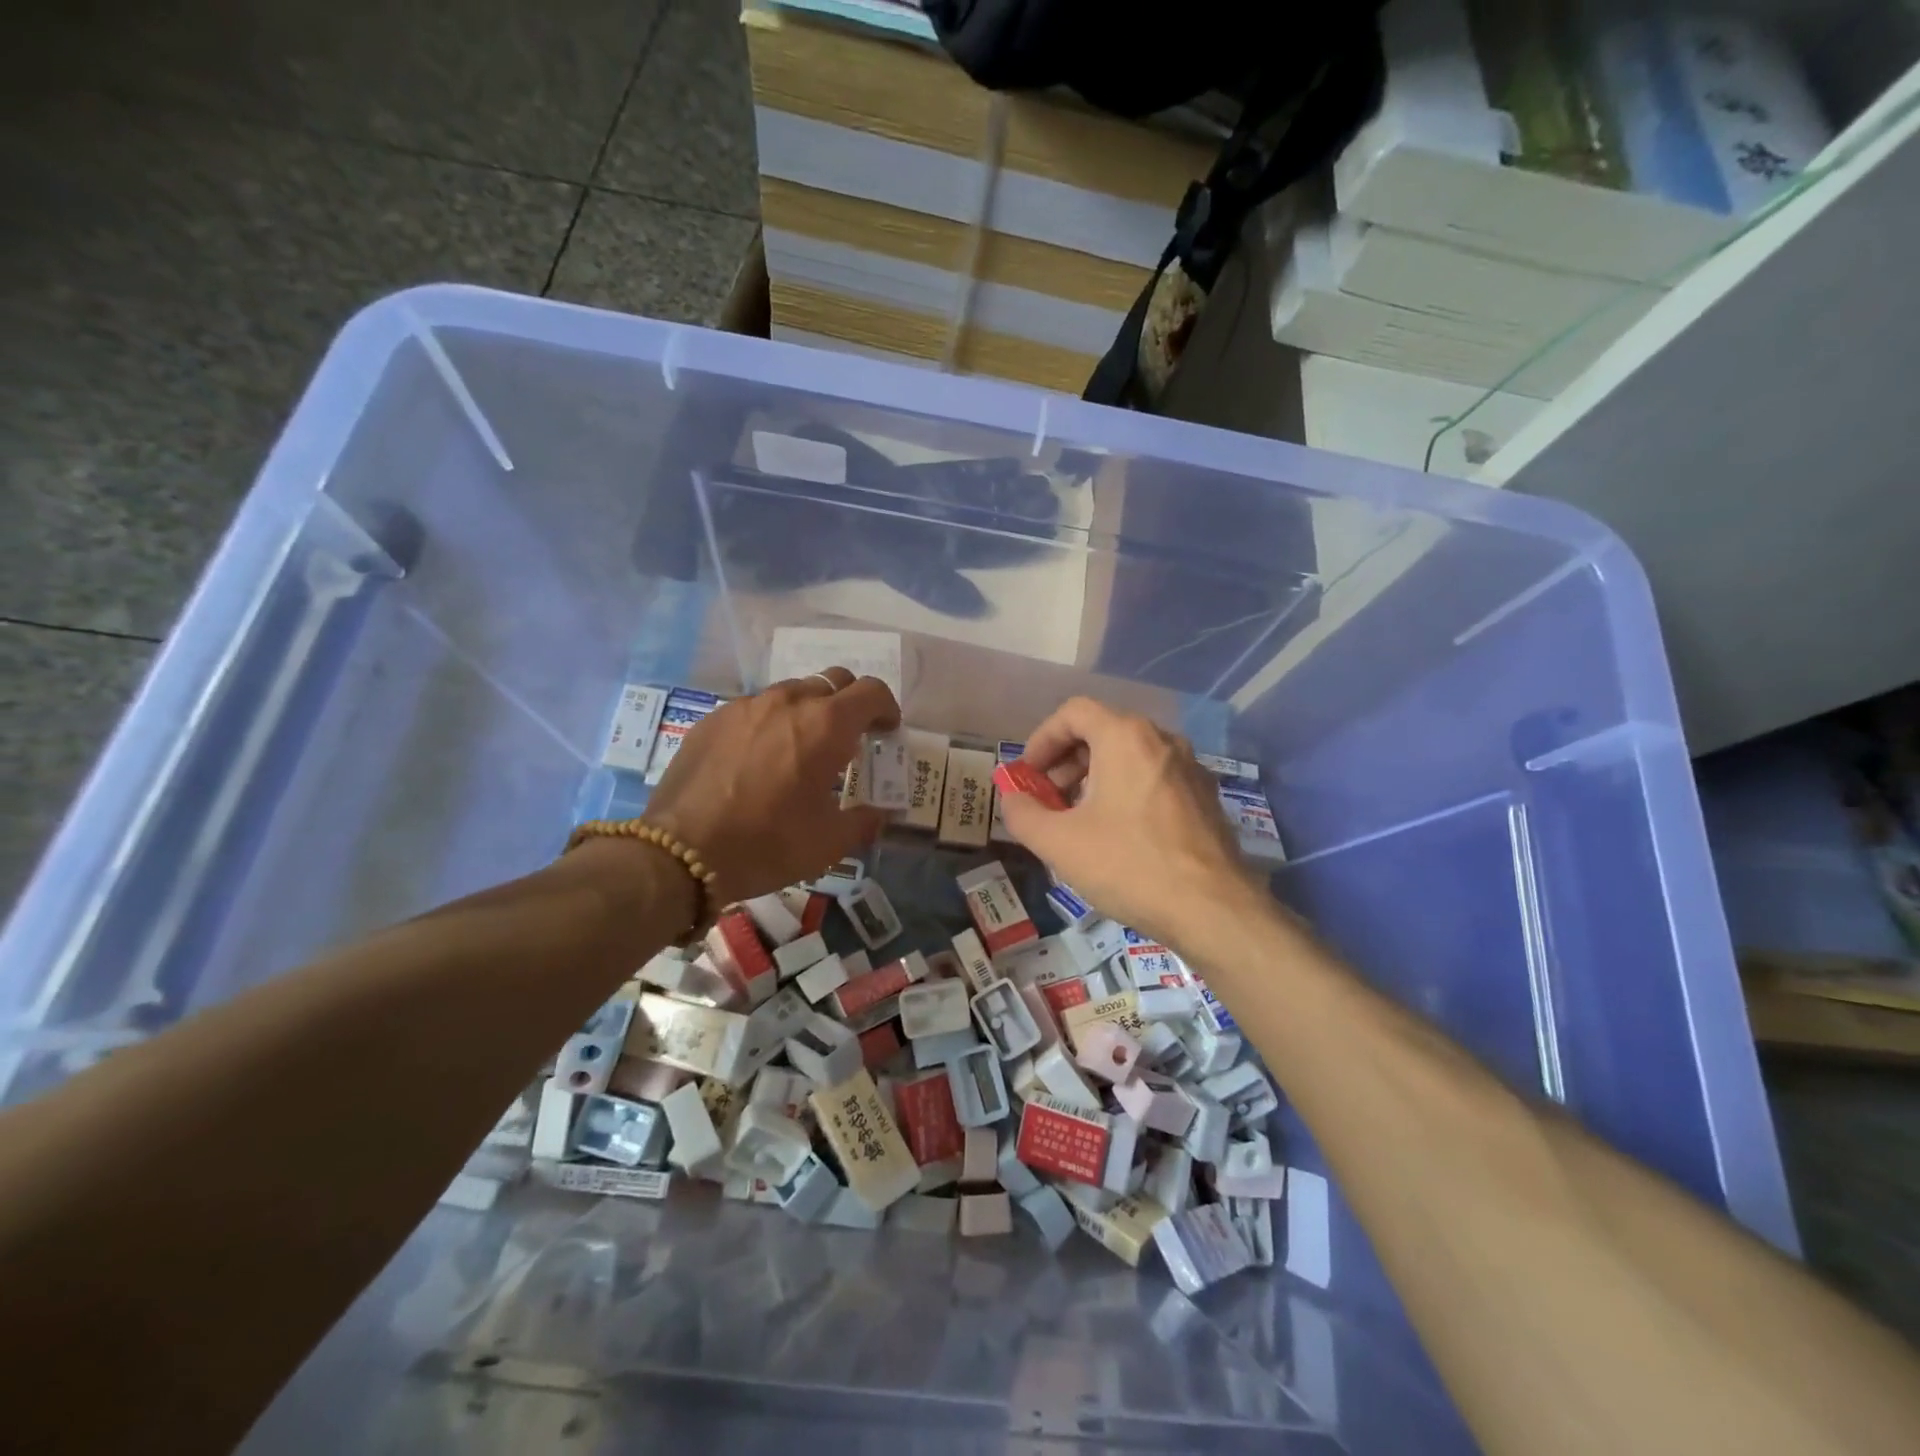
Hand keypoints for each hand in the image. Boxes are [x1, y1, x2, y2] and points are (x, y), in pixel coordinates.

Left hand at [644, 667, 900, 905]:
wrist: (680, 852)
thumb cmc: (767, 844)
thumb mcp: (828, 843)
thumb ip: (863, 821)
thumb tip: (878, 815)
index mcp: (826, 726)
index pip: (871, 691)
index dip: (886, 707)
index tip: (886, 730)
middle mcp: (788, 702)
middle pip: (833, 681)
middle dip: (849, 703)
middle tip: (849, 737)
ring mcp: (747, 706)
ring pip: (791, 691)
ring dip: (808, 711)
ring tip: (801, 748)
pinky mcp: (714, 718)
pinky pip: (755, 708)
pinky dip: (770, 723)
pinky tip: (759, 759)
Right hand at [997, 697, 1258, 944]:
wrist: (1213, 910)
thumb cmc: (1129, 865)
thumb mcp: (1059, 843)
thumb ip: (1022, 814)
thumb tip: (1011, 799)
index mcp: (1125, 737)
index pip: (1073, 712)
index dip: (1042, 739)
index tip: (1028, 775)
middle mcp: (1162, 740)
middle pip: (1102, 732)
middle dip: (1066, 762)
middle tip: (1047, 800)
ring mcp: (1190, 768)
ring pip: (1130, 756)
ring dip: (1095, 778)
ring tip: (1078, 820)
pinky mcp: (1206, 798)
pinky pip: (1154, 778)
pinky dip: (1126, 791)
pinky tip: (1118, 835)